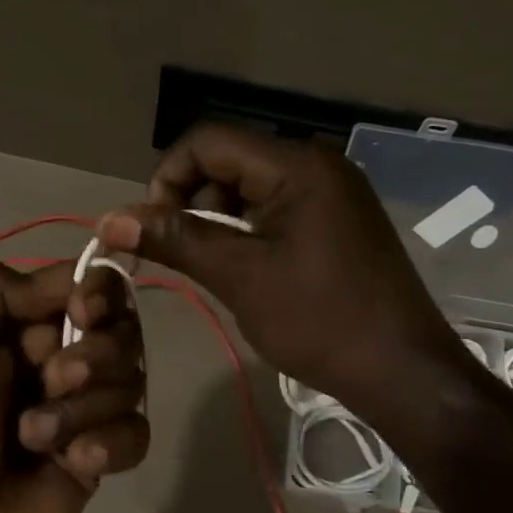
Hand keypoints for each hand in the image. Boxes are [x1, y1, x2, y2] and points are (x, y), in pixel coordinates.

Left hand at [0, 259, 147, 512]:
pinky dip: (109, 443)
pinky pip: (136, 432)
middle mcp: (56, 362)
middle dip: (93, 351)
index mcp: (17, 328)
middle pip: (119, 329)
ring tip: (35, 436)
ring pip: (130, 379)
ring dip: (84, 405)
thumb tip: (67, 282)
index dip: (96, 292)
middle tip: (52, 380)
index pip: (85, 287)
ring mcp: (81, 411)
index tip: (82, 312)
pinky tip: (73, 463)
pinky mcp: (98, 458)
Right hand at [97, 123, 478, 418]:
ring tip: (211, 264)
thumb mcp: (239, 276)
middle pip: (229, 159)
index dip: (167, 177)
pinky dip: (248, 228)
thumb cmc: (319, 320)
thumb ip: (175, 239)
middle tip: (179, 251)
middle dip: (192, 199)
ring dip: (217, 217)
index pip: (208, 142)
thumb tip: (110, 219)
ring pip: (251, 185)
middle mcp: (318, 164)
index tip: (152, 227)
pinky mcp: (339, 218)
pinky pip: (277, 206)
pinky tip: (244, 266)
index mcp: (297, 165)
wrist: (402, 370)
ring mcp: (333, 191)